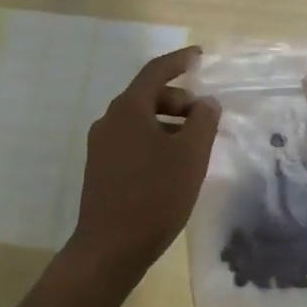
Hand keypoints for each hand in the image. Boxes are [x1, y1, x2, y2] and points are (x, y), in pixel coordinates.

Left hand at [70, 47, 219, 281]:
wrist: (108, 251)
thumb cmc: (153, 196)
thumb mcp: (190, 156)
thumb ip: (203, 122)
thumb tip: (206, 102)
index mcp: (128, 108)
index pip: (156, 71)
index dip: (179, 61)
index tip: (199, 56)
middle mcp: (110, 119)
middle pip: (147, 95)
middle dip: (178, 100)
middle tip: (203, 116)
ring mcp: (101, 145)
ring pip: (139, 120)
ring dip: (167, 123)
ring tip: (192, 145)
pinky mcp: (99, 169)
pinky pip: (131, 140)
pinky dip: (154, 140)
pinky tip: (171, 166)